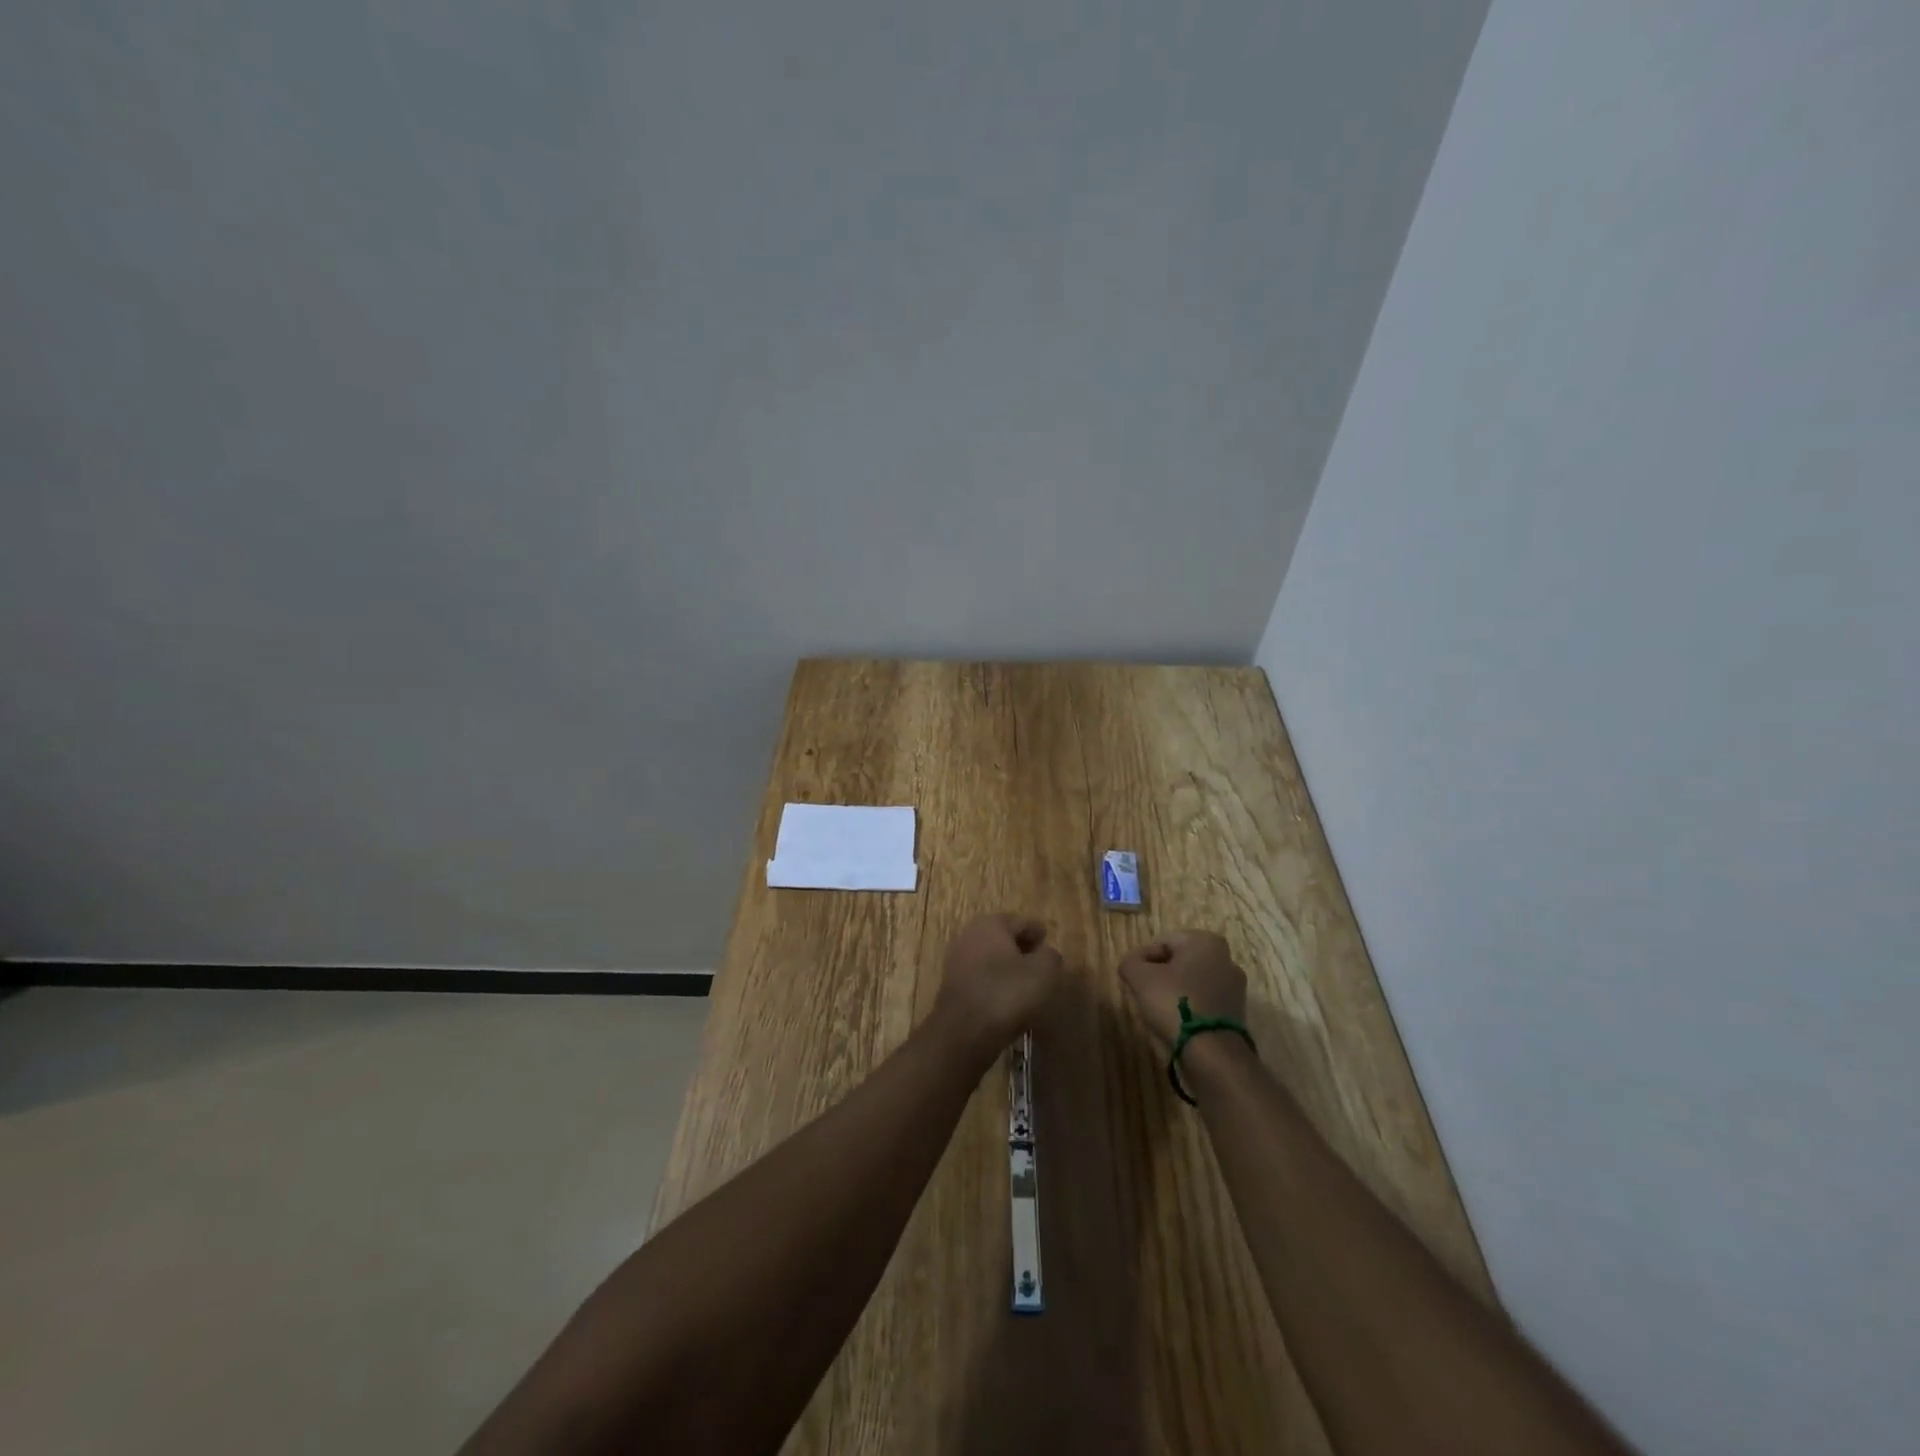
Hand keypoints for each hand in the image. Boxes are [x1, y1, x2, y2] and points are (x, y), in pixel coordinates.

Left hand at [934, 913, 1064, 1051]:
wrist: (963, 1033)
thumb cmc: (1006, 993)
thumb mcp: (1044, 972)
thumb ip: (1051, 957)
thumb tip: (1046, 954)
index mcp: (992, 923)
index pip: (1024, 922)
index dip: (1040, 935)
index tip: (1050, 949)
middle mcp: (970, 935)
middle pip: (1004, 938)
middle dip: (1022, 950)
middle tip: (1041, 967)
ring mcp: (957, 960)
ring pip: (991, 959)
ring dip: (1008, 969)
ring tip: (1027, 987)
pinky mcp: (952, 986)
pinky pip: (981, 979)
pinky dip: (995, 985)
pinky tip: (1007, 1002)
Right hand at [1117, 930, 1247, 1050]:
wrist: (1213, 1052)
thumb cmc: (1174, 1003)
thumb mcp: (1139, 977)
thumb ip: (1130, 962)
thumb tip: (1132, 963)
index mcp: (1205, 940)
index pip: (1162, 942)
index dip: (1143, 960)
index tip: (1134, 979)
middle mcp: (1226, 957)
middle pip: (1180, 961)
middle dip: (1161, 974)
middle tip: (1144, 993)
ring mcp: (1235, 986)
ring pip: (1193, 981)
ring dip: (1176, 991)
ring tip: (1160, 1010)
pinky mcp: (1237, 1011)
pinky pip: (1205, 1000)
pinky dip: (1191, 1006)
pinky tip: (1178, 1022)